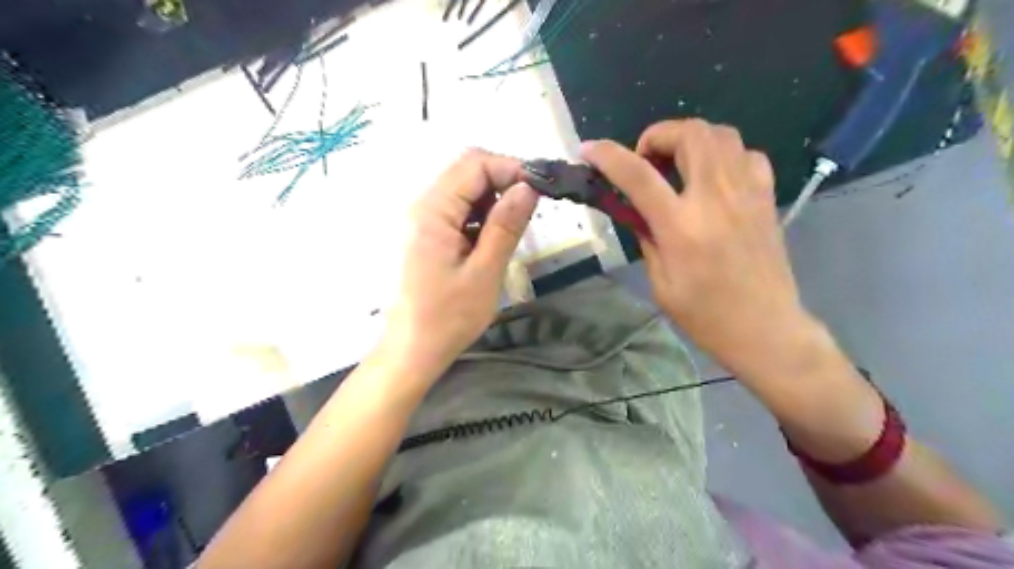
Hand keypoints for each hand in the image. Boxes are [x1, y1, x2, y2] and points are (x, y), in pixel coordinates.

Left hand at [378, 149, 538, 383]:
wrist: (412, 350)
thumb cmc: (447, 318)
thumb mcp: (484, 273)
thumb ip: (506, 226)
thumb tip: (529, 187)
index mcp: (431, 211)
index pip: (474, 164)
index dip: (511, 168)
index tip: (540, 190)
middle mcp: (421, 205)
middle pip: (467, 171)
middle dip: (503, 183)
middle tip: (529, 212)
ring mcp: (421, 219)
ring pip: (464, 190)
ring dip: (493, 201)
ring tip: (511, 232)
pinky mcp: (425, 233)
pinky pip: (457, 210)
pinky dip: (480, 217)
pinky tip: (490, 241)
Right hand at [583, 118, 818, 378]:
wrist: (765, 329)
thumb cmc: (705, 314)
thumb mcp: (660, 282)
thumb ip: (646, 237)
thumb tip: (635, 209)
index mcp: (682, 226)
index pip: (638, 176)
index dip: (608, 156)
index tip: (589, 150)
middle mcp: (716, 198)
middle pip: (690, 134)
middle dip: (658, 135)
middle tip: (646, 161)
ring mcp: (747, 193)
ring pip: (721, 133)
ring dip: (690, 139)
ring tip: (677, 164)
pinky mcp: (766, 197)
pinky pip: (746, 154)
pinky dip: (723, 154)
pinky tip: (713, 177)